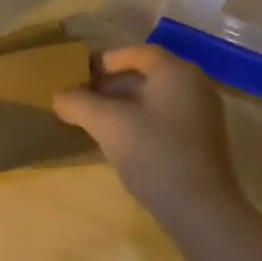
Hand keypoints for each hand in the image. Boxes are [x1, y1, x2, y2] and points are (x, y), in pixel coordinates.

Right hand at [53, 44, 242, 220]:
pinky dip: (140, 121)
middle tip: (81, 97)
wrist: (199, 208)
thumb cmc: (154, 154)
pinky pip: (165, 119)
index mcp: (176, 72)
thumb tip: (59, 96)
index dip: (106, 60)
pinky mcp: (201, 141)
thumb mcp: (108, 125)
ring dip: (123, 105)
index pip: (138, 53)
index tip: (79, 73)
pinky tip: (119, 141)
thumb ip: (80, 104)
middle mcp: (195, 85)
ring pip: (155, 99)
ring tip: (93, 119)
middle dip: (111, 84)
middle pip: (147, 75)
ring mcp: (202, 114)